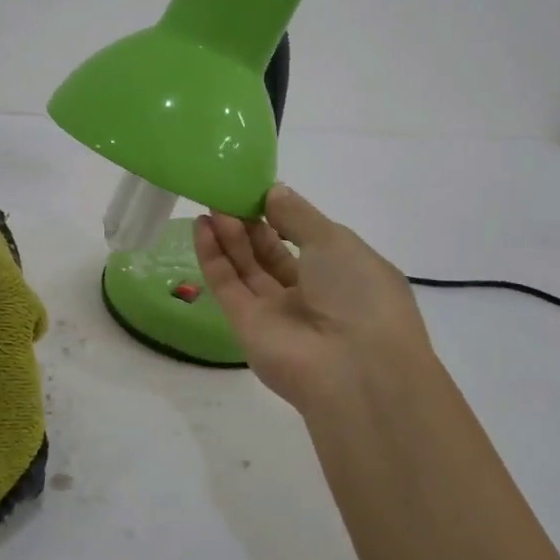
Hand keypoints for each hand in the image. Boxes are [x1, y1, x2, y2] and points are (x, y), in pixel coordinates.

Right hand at [195, 185, 436, 418]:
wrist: (353, 370)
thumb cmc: (358, 294)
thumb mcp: (335, 241)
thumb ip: (298, 215)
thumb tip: (273, 191)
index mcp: (343, 273)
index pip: (307, 239)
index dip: (282, 214)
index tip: (257, 190)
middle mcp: (310, 293)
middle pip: (272, 253)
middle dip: (250, 222)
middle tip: (226, 193)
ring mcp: (276, 312)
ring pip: (247, 267)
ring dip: (229, 235)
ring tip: (210, 204)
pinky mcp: (246, 326)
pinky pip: (227, 285)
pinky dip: (213, 257)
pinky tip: (202, 227)